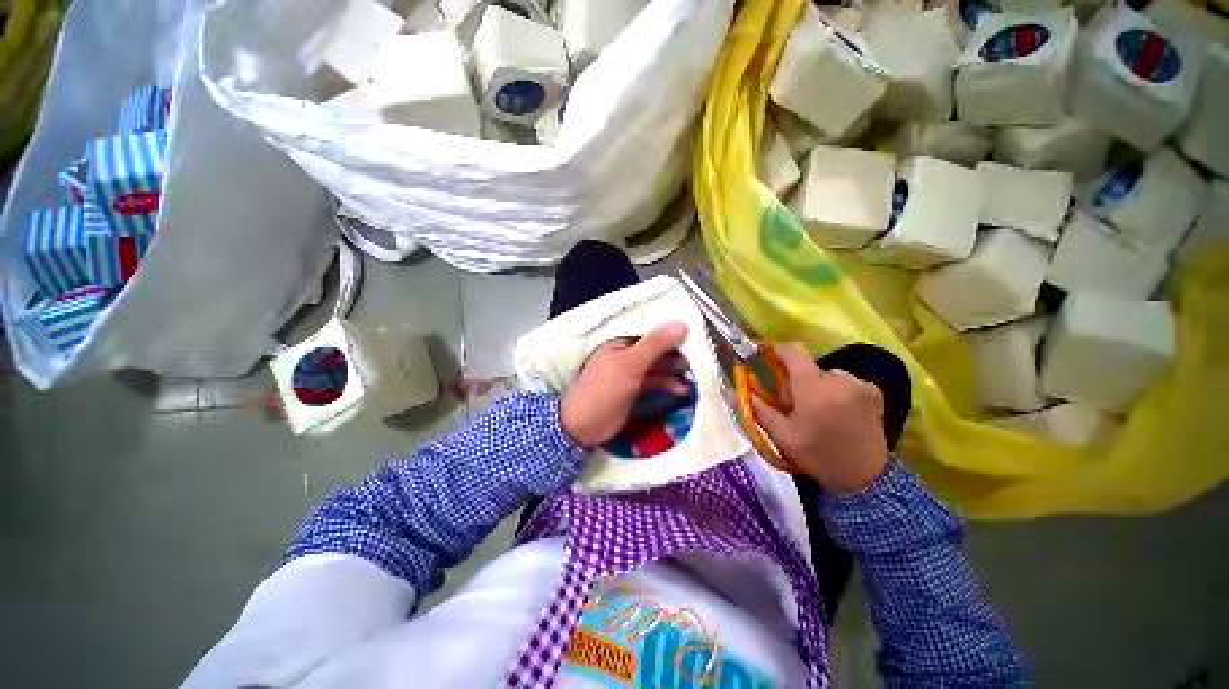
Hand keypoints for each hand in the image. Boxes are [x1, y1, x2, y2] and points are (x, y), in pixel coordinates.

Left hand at [561, 322, 689, 448]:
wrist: (583, 427)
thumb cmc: (604, 390)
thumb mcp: (630, 365)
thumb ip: (655, 345)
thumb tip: (681, 324)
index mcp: (620, 342)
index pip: (650, 332)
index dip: (671, 332)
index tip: (695, 336)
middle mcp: (626, 355)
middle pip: (656, 349)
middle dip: (676, 354)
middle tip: (699, 360)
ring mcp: (630, 373)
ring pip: (657, 367)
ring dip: (674, 371)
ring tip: (695, 377)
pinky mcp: (634, 390)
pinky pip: (654, 382)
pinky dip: (668, 385)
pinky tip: (681, 390)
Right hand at [751, 344, 888, 493]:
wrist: (865, 480)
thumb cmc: (817, 455)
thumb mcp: (782, 435)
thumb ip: (758, 409)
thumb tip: (735, 392)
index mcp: (814, 389)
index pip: (793, 352)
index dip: (778, 350)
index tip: (767, 356)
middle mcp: (839, 379)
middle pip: (809, 367)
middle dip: (798, 379)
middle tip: (796, 403)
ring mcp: (860, 384)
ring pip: (828, 374)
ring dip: (819, 385)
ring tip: (820, 410)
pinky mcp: (874, 392)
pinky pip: (847, 381)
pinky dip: (838, 390)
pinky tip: (840, 411)